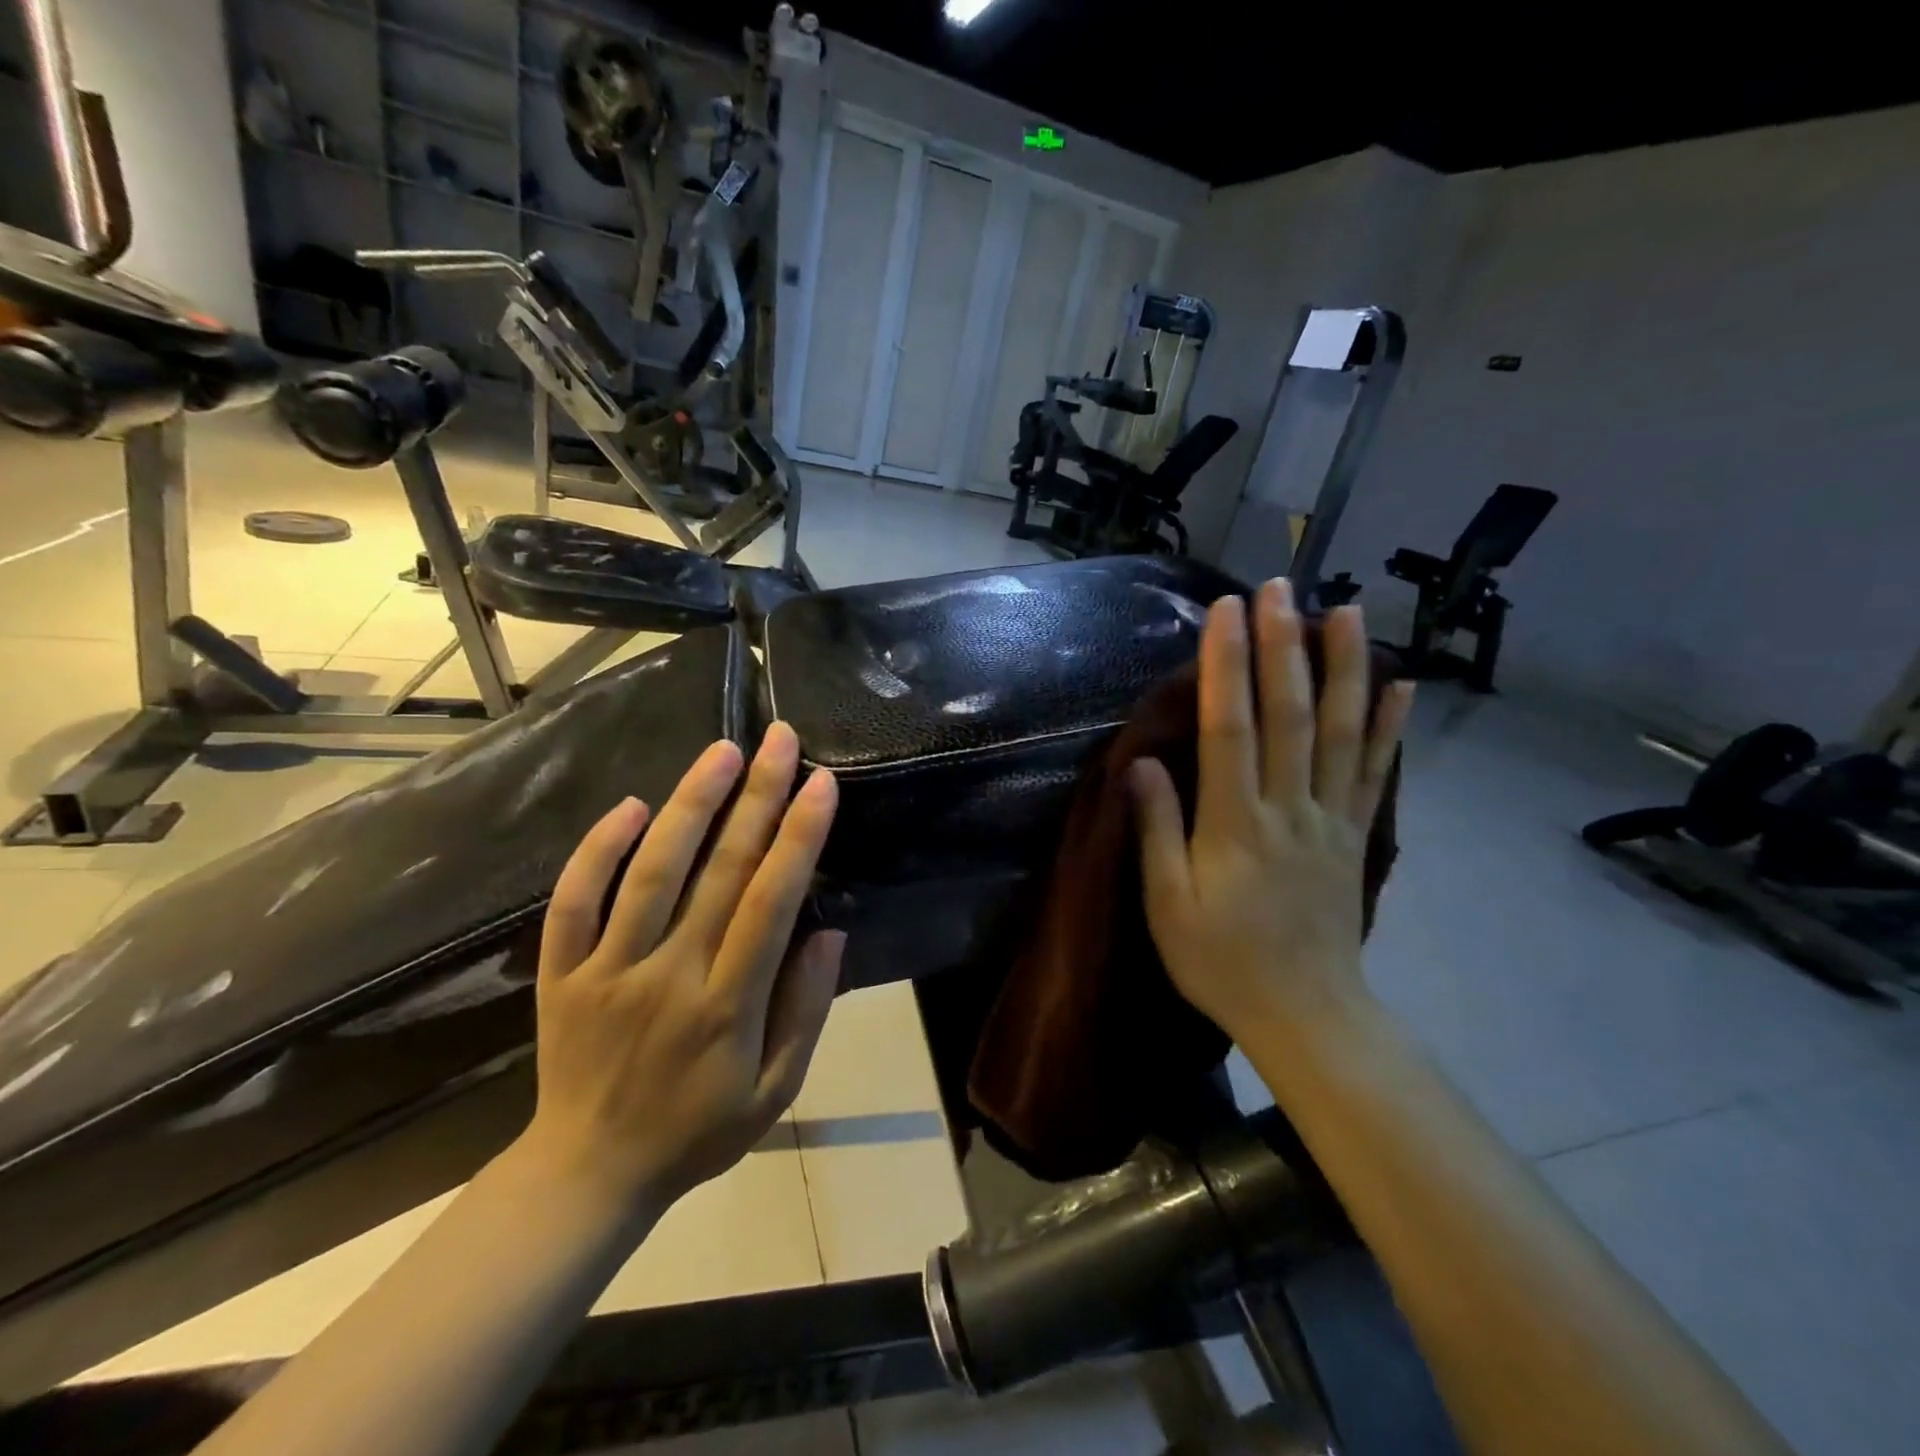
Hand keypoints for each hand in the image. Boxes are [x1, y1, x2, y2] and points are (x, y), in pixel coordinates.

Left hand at [518, 723, 842, 1219]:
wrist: (588, 1174)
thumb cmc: (698, 1131)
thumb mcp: (776, 1091)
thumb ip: (807, 1010)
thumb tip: (829, 931)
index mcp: (727, 1006)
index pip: (771, 902)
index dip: (799, 837)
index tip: (821, 782)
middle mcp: (669, 975)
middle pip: (719, 870)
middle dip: (758, 796)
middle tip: (780, 738)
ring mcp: (607, 970)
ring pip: (651, 872)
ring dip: (690, 804)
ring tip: (722, 751)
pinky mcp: (561, 973)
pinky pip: (574, 902)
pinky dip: (598, 850)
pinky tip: (632, 805)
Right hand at [1132, 582, 1411, 1043]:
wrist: (1305, 1014)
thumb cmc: (1221, 962)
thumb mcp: (1167, 905)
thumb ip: (1159, 831)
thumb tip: (1143, 763)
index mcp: (1236, 825)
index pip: (1230, 729)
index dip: (1227, 666)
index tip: (1225, 612)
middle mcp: (1289, 809)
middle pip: (1289, 715)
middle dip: (1282, 645)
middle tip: (1279, 586)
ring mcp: (1331, 820)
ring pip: (1341, 732)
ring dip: (1344, 668)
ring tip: (1346, 610)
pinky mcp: (1356, 836)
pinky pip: (1376, 773)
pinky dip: (1390, 726)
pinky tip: (1401, 684)